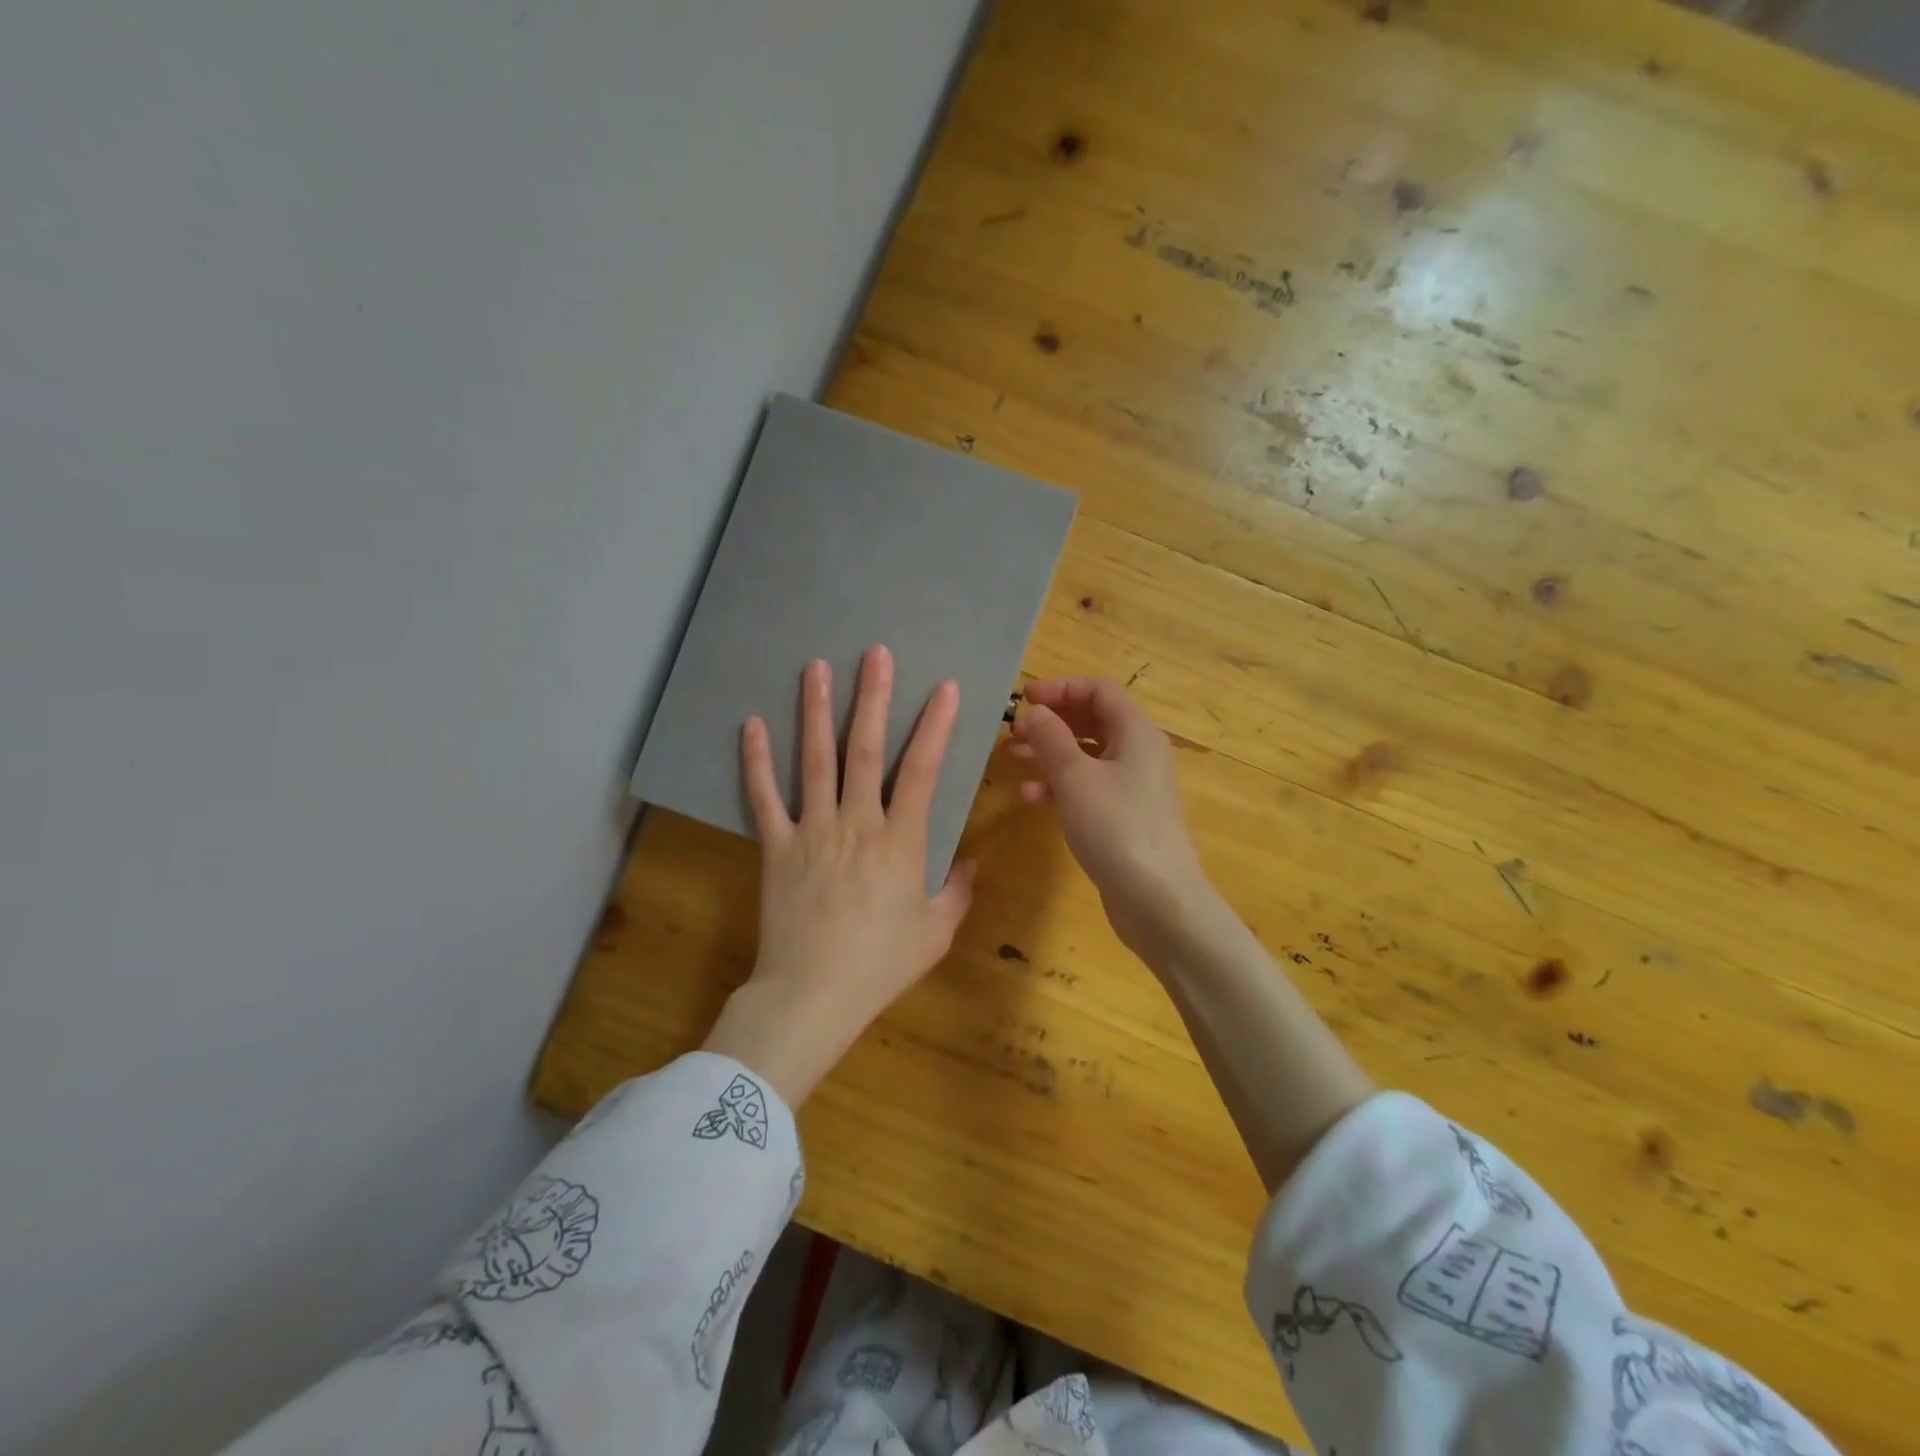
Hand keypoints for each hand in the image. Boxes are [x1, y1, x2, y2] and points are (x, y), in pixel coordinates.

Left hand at [702, 646, 975, 1106]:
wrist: (812, 994)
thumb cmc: (881, 965)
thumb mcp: (936, 932)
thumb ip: (958, 892)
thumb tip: (970, 861)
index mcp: (900, 841)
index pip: (922, 771)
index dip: (936, 727)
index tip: (945, 688)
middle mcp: (856, 823)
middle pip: (866, 750)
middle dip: (873, 698)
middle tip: (875, 653)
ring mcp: (812, 831)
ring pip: (815, 760)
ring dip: (816, 711)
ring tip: (816, 667)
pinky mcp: (776, 847)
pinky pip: (764, 798)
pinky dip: (756, 761)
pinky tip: (751, 724)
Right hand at [1010, 676, 1212, 958]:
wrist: (1158, 900)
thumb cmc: (1116, 827)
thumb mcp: (1075, 777)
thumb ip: (1051, 738)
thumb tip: (1033, 711)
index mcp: (1136, 732)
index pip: (1098, 691)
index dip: (1060, 688)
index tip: (1022, 700)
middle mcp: (1139, 752)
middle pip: (1092, 721)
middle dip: (1051, 722)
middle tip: (1013, 732)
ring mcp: (1133, 787)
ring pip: (1086, 755)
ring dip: (1049, 753)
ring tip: (1012, 759)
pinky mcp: (1124, 816)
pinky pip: (1089, 786)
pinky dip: (1060, 785)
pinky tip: (1031, 798)